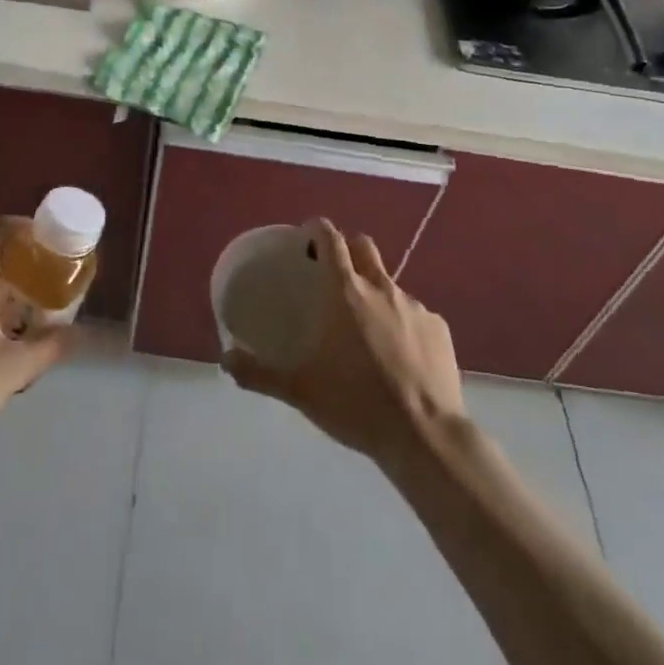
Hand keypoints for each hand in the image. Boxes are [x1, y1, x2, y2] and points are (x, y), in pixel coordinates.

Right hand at [223, 218, 465, 472]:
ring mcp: (415, 305)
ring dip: (375, 294)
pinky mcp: (439, 328)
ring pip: (390, 283)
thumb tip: (224, 360)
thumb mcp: (299, 390)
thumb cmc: (355, 404)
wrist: (424, 436)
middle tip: (334, 276)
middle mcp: (381, 287)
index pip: (330, 237)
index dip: (317, 228)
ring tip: (367, 330)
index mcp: (345, 292)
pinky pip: (416, 314)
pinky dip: (403, 324)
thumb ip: (258, 372)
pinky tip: (400, 357)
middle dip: (348, 250)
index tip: (307, 235)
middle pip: (364, 246)